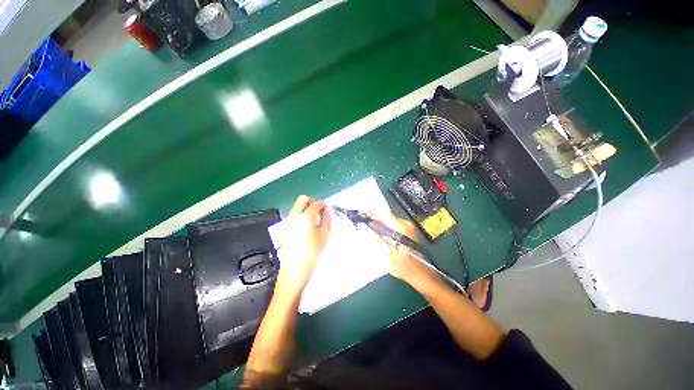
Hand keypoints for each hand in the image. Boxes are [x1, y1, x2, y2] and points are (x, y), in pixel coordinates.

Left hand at [275, 196, 330, 298]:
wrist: (296, 268)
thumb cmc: (312, 253)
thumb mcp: (324, 234)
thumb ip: (326, 219)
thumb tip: (325, 211)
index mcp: (306, 218)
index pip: (315, 204)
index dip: (322, 204)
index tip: (325, 207)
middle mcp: (294, 216)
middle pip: (302, 199)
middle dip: (312, 201)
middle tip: (318, 208)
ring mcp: (288, 221)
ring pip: (296, 206)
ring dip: (306, 207)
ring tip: (313, 217)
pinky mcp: (284, 227)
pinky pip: (293, 215)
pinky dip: (300, 215)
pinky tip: (306, 225)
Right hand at [370, 213, 439, 287]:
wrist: (419, 274)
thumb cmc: (402, 265)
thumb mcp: (385, 252)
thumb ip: (374, 237)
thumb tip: (365, 227)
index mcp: (400, 228)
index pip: (383, 214)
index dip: (372, 215)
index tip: (364, 218)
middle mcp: (405, 224)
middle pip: (387, 216)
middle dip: (375, 219)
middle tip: (366, 225)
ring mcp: (408, 228)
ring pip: (390, 220)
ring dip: (380, 223)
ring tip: (371, 230)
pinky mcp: (409, 232)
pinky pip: (394, 225)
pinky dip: (386, 227)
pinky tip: (381, 235)